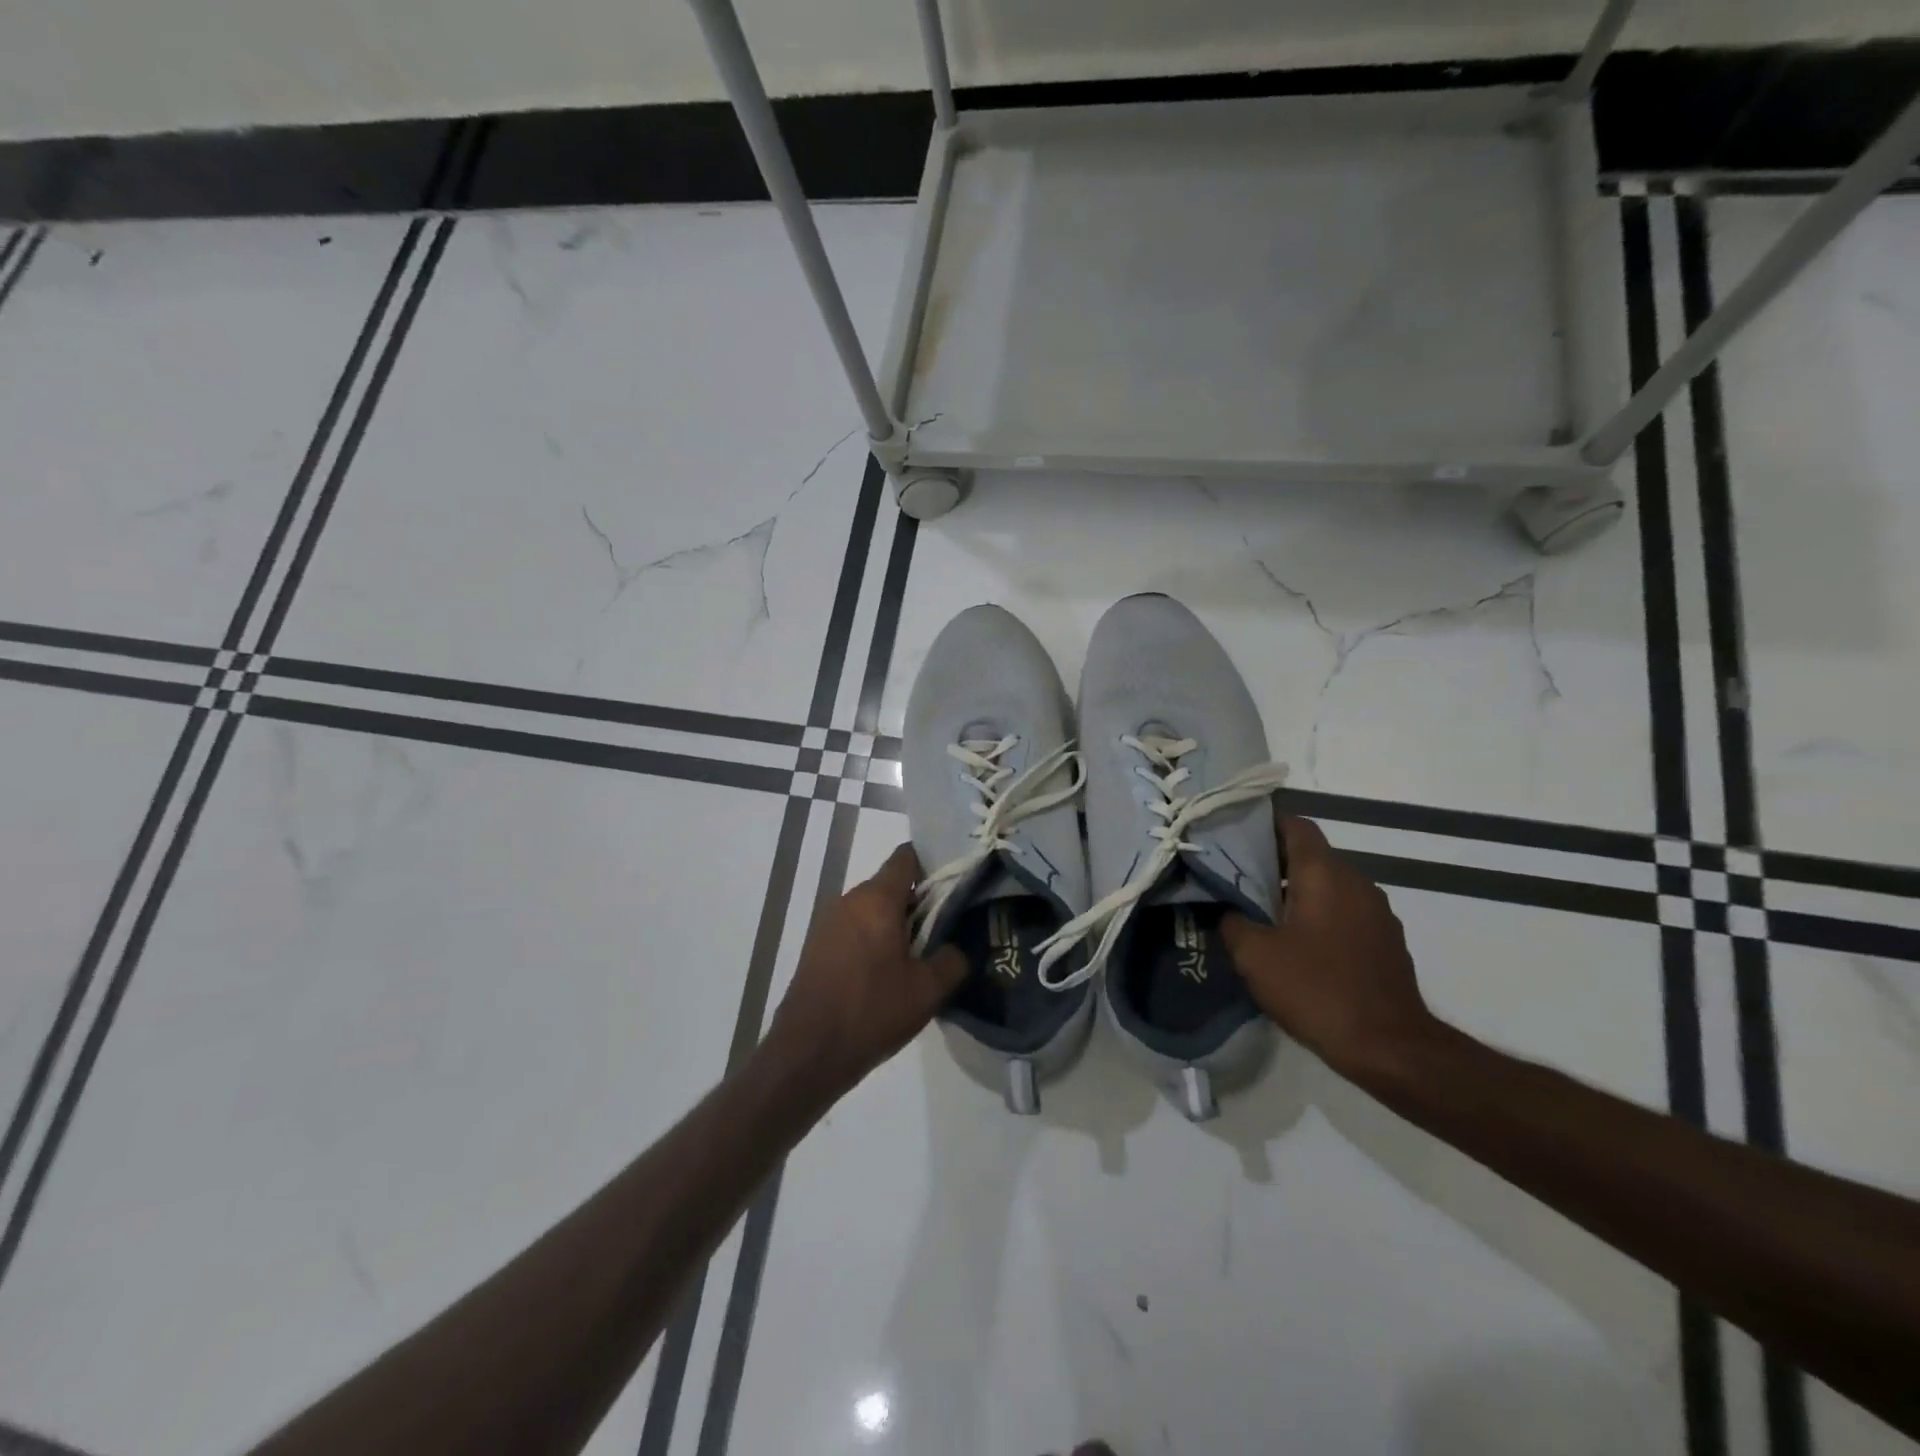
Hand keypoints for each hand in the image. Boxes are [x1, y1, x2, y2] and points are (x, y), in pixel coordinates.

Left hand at [767, 844, 966, 1098]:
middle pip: (891, 885)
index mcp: (877, 899)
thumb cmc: (872, 1012)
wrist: (808, 1053)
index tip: (955, 886)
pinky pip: (855, 929)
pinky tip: (889, 974)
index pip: (907, 857)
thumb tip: (958, 946)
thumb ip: (953, 959)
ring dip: (896, 925)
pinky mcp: (818, 946)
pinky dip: (875, 940)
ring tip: (921, 956)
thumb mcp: (928, 990)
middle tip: (946, 929)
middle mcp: (849, 900)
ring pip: (873, 909)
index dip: (934, 865)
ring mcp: (828, 922)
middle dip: (919, 902)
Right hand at [1220, 809, 1437, 1078]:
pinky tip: (1296, 942)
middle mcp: (1356, 882)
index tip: (1233, 832)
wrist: (1390, 1047)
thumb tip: (1225, 908)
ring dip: (1296, 890)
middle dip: (1273, 860)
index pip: (1296, 826)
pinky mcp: (1386, 940)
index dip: (1264, 823)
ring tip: (1260, 910)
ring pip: (1328, 884)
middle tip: (1235, 876)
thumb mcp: (1254, 956)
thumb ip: (1232, 921)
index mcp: (1325, 874)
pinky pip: (1344, 911)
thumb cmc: (1317, 990)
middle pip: (1310, 855)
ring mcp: (1377, 912)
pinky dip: (1318, 913)